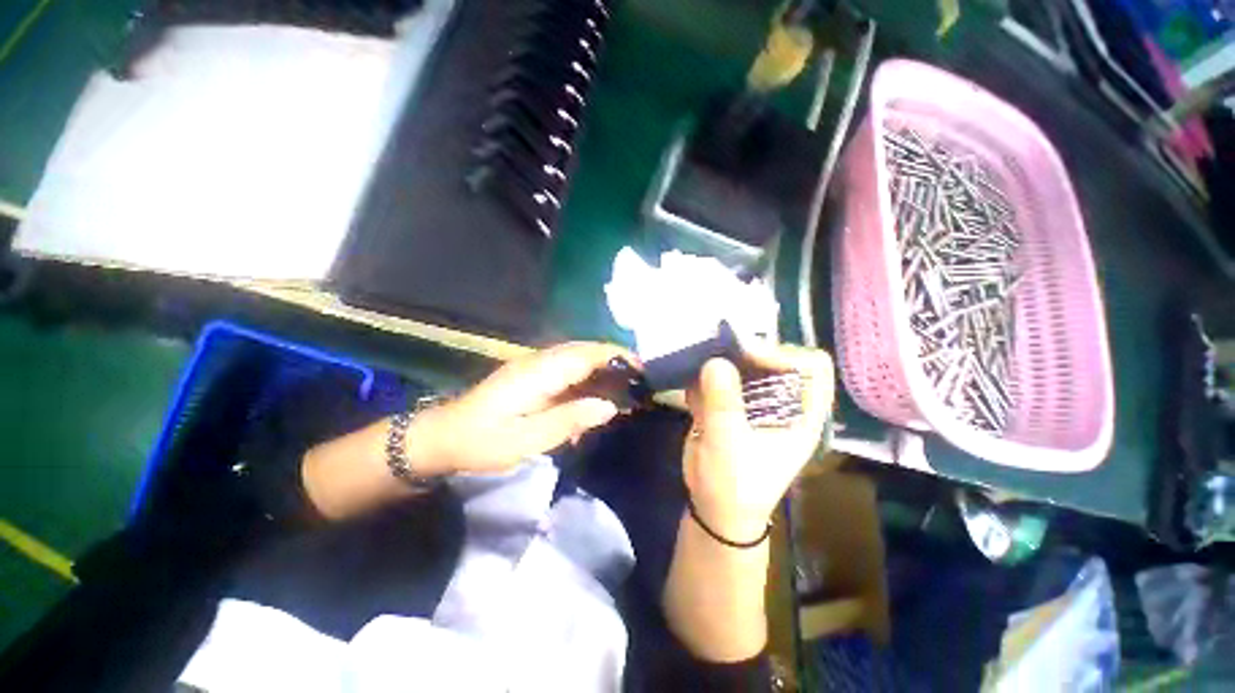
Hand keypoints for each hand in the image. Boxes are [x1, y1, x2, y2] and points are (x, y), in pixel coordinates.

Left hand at [408, 342, 632, 475]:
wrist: (444, 436)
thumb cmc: (484, 441)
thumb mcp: (527, 439)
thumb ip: (569, 420)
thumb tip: (609, 406)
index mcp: (539, 373)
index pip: (585, 354)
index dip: (615, 356)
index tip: (641, 368)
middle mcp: (538, 361)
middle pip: (584, 350)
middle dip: (613, 360)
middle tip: (637, 381)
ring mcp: (533, 365)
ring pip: (576, 358)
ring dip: (600, 369)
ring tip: (620, 389)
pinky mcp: (530, 374)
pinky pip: (565, 369)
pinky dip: (584, 378)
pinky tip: (590, 399)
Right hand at [682, 342, 833, 540]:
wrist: (714, 510)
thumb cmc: (733, 486)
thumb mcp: (728, 445)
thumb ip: (723, 404)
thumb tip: (716, 361)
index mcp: (801, 414)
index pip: (813, 366)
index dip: (784, 355)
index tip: (749, 356)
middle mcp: (782, 402)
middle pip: (774, 358)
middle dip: (745, 352)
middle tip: (716, 351)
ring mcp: (754, 402)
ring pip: (744, 365)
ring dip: (721, 361)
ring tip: (698, 364)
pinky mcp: (731, 405)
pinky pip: (720, 378)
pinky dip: (705, 377)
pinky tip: (692, 392)